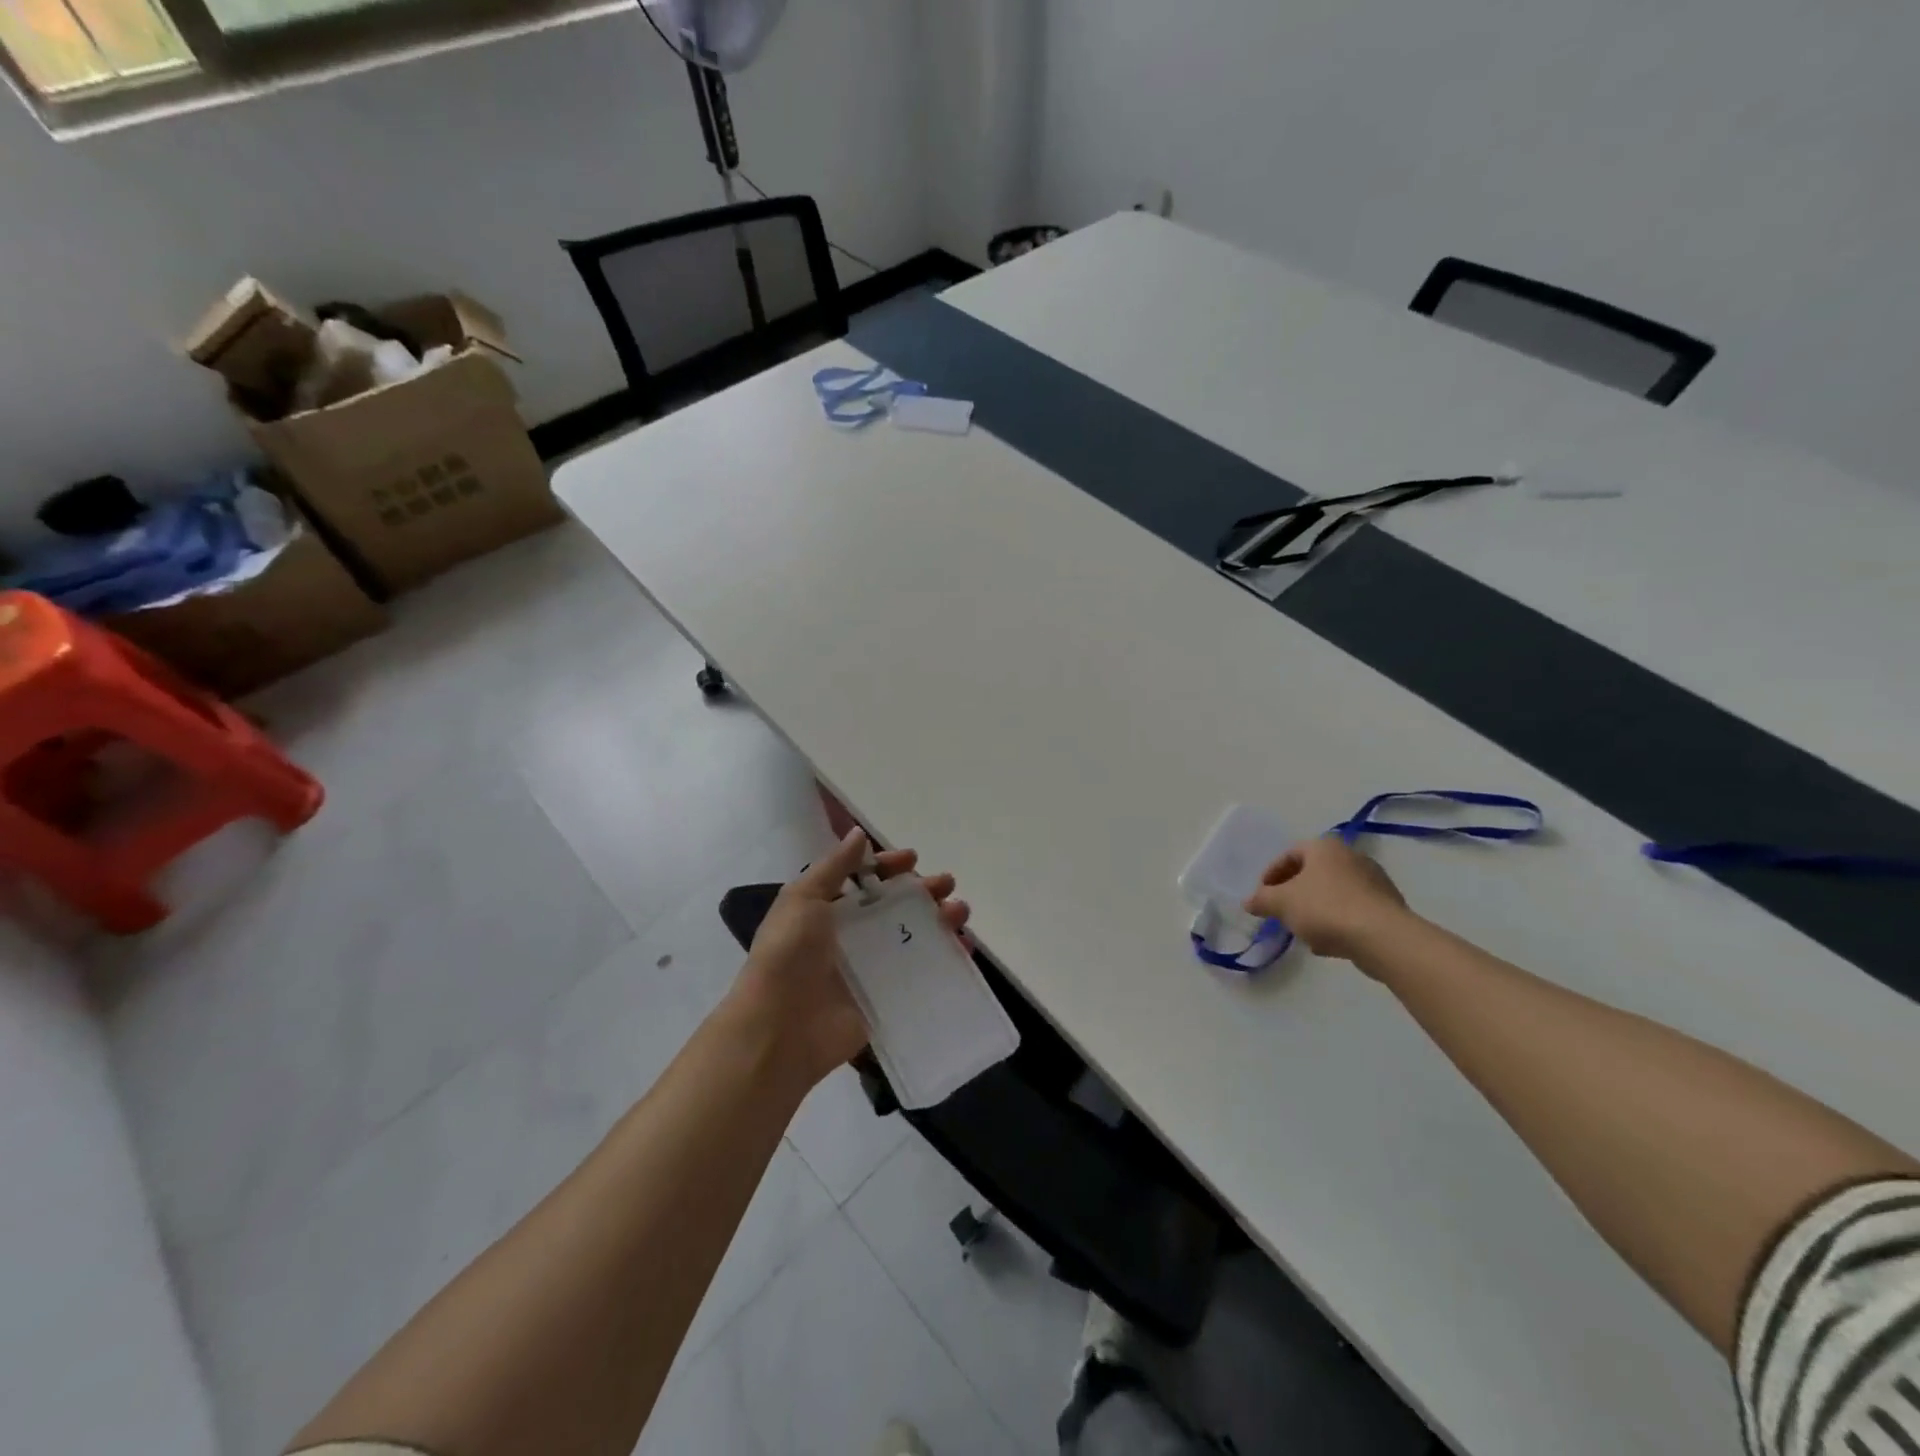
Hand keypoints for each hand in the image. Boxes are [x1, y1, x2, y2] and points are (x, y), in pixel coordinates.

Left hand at [726, 827, 970, 1088]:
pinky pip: (919, 974)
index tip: (912, 859)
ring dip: (938, 922)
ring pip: (911, 937)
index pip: (863, 879)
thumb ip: (834, 866)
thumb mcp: (803, 899)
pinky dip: (943, 960)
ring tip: (960, 913)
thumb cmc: (789, 955)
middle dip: (922, 892)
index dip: (887, 866)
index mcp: (826, 909)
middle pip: (893, 907)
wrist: (780, 1028)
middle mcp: (849, 935)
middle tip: (947, 885)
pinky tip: (963, 949)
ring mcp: (869, 968)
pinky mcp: (885, 997)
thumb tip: (858, 833)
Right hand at [1244, 837, 1411, 965]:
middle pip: (1312, 873)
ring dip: (1315, 909)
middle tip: (1281, 912)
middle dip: (1294, 893)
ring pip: (1333, 893)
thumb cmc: (1326, 909)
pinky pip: (1352, 909)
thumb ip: (1261, 900)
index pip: (1289, 854)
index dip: (1270, 875)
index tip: (1262, 897)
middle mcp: (1351, 856)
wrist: (1383, 938)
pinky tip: (1328, 943)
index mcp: (1324, 847)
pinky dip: (1337, 921)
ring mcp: (1374, 880)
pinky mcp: (1388, 905)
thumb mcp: (1282, 903)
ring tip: (1303, 932)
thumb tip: (1248, 901)